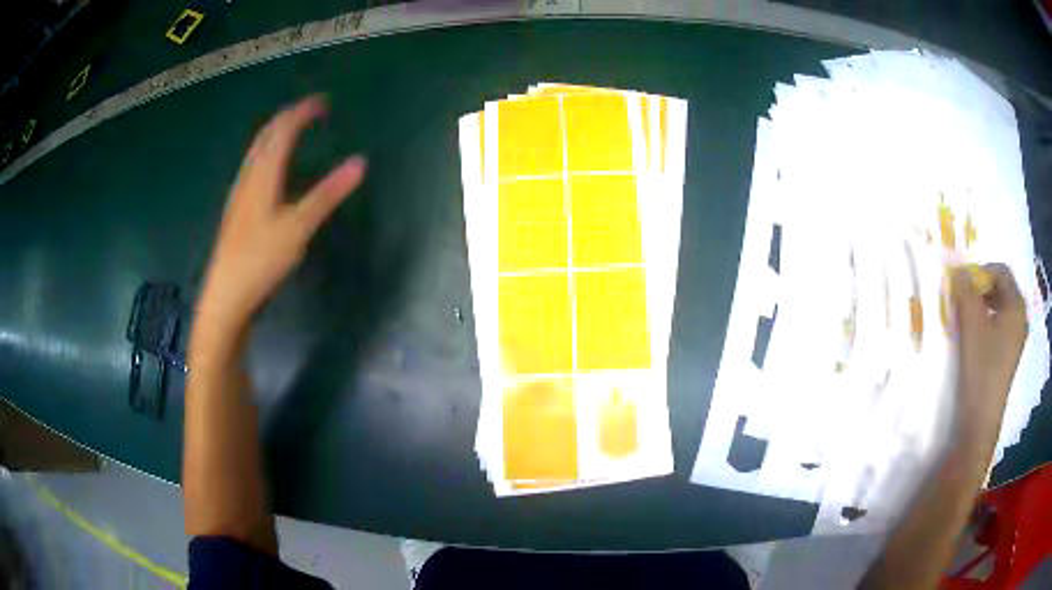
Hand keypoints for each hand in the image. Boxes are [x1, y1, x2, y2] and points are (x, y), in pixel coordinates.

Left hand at [196, 95, 366, 331]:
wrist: (226, 296)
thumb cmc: (261, 260)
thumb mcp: (299, 227)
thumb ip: (328, 193)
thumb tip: (360, 163)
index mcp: (263, 174)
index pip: (283, 130)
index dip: (303, 112)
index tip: (323, 102)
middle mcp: (248, 177)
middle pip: (266, 135)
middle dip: (288, 117)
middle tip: (310, 111)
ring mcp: (239, 193)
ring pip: (257, 151)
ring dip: (276, 134)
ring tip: (293, 131)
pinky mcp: (237, 209)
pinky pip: (253, 167)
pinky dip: (268, 154)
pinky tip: (271, 170)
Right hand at [952, 263, 1026, 444]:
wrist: (981, 417)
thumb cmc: (982, 365)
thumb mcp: (971, 323)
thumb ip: (965, 290)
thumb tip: (958, 270)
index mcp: (1017, 305)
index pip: (1001, 272)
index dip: (982, 271)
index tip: (964, 285)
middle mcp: (1021, 318)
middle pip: (1002, 289)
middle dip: (982, 288)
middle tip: (964, 299)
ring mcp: (1016, 338)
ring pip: (1000, 308)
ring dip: (983, 305)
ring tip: (967, 318)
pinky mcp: (1009, 354)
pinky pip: (1000, 326)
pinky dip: (988, 322)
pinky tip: (976, 336)